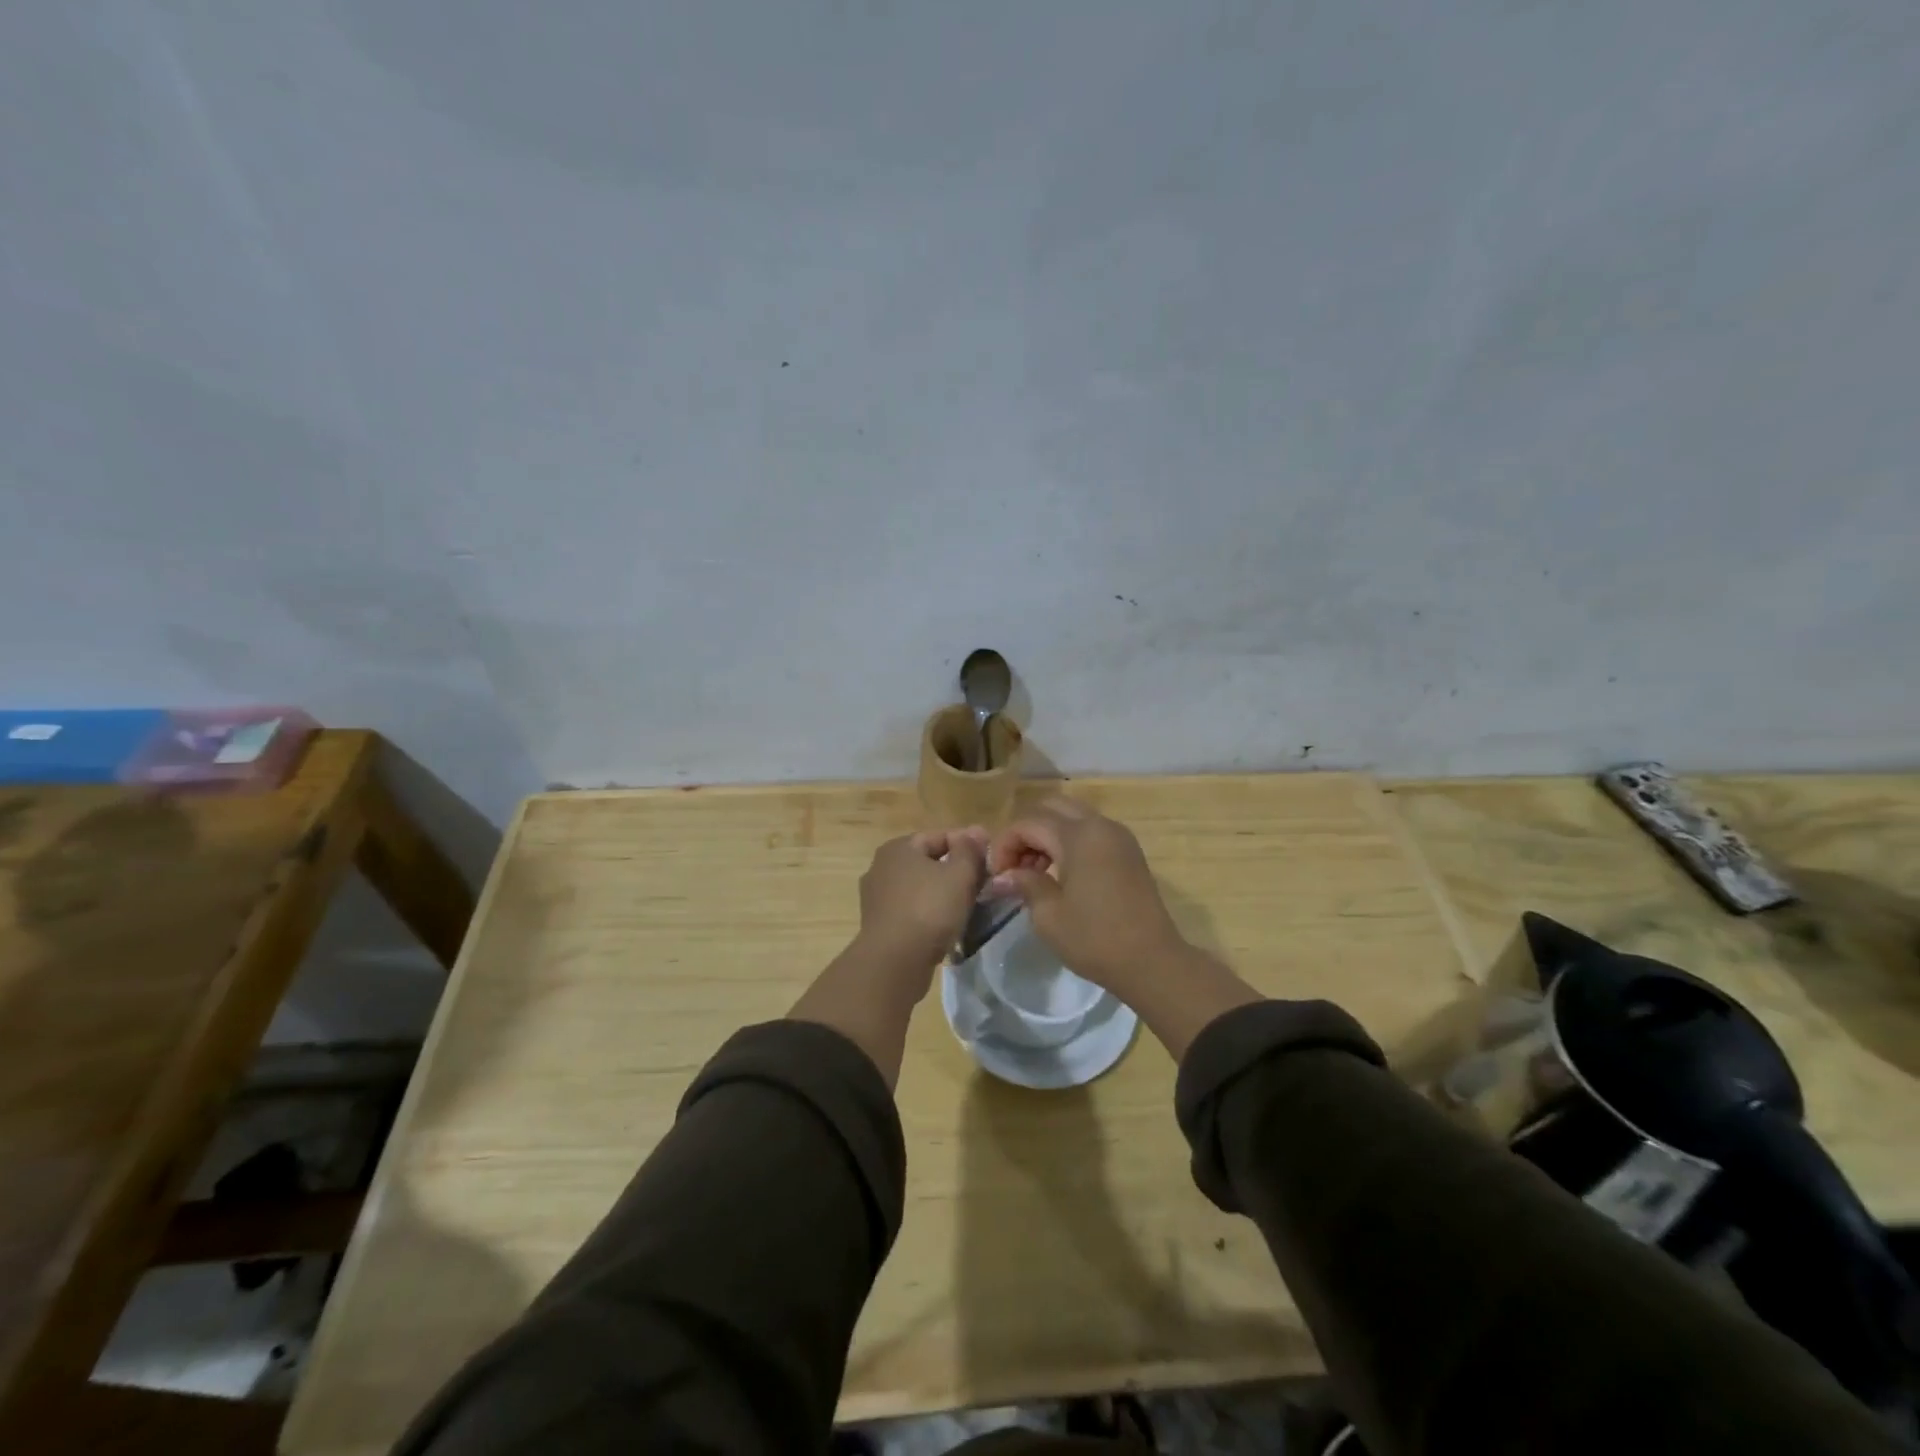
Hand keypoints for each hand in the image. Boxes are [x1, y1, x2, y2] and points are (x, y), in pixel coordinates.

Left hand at [856, 827, 988, 973]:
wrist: (895, 962)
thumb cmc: (929, 909)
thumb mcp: (959, 875)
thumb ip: (970, 850)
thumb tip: (976, 831)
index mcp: (898, 848)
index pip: (939, 837)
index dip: (967, 845)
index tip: (989, 860)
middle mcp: (881, 867)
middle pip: (927, 862)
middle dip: (955, 871)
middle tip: (982, 884)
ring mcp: (876, 898)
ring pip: (919, 888)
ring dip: (942, 894)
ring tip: (968, 906)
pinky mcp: (879, 924)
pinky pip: (911, 910)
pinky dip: (928, 913)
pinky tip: (946, 926)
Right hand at [985, 797, 1188, 996]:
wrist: (1152, 961)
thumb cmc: (1095, 939)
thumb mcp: (1049, 916)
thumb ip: (1025, 884)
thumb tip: (1004, 876)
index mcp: (1078, 836)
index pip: (1028, 823)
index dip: (1005, 844)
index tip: (997, 875)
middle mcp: (1100, 825)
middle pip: (1051, 808)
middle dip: (1026, 832)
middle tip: (1014, 865)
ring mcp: (1118, 836)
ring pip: (1071, 816)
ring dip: (1047, 835)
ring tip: (1034, 872)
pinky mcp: (1128, 851)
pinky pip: (1090, 830)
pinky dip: (1068, 841)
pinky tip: (1060, 874)